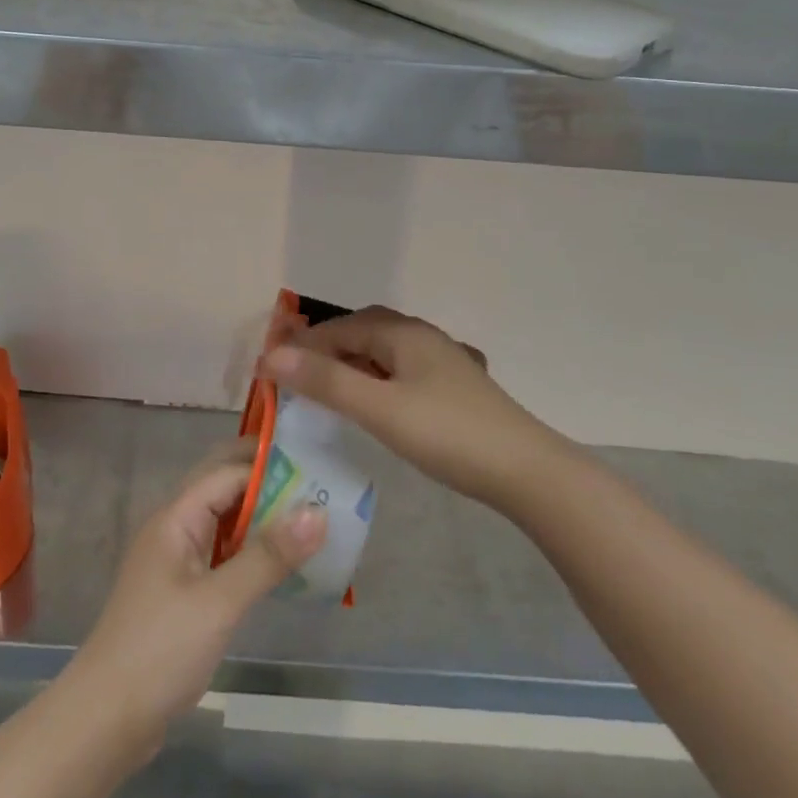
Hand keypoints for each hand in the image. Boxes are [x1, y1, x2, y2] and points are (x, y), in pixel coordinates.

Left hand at [64, 441, 325, 747]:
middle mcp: (175, 529)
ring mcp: (177, 562)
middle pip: (224, 490)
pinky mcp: (183, 594)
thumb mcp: (220, 602)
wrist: (104, 721)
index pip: (228, 473)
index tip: (316, 466)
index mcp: (176, 518)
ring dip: (262, 518)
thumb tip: (317, 511)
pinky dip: (252, 552)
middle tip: (318, 487)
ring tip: (312, 520)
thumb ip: (268, 556)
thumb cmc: (159, 651)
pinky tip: (282, 565)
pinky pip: (223, 555)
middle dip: (266, 484)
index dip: (269, 466)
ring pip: (225, 523)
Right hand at [263, 305, 548, 509]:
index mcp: (404, 333)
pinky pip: (403, 370)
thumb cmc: (447, 434)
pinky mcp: (456, 387)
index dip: (304, 343)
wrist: (526, 471)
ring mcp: (444, 361)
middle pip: (364, 331)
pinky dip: (377, 378)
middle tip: (296, 374)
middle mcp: (423, 337)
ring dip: (352, 362)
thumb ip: (327, 381)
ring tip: (327, 387)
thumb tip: (273, 354)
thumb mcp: (379, 408)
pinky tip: (376, 400)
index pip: (341, 326)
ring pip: (385, 351)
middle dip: (327, 347)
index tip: (271, 366)